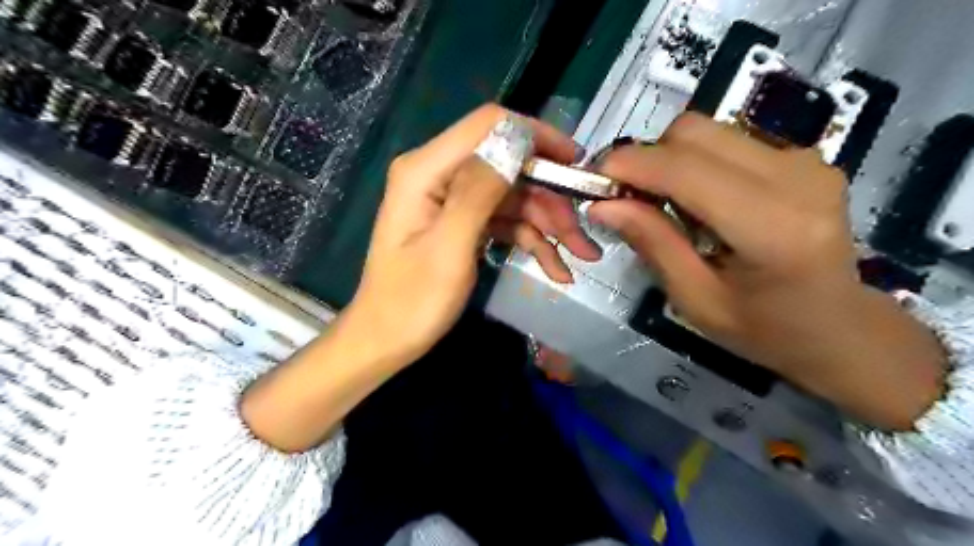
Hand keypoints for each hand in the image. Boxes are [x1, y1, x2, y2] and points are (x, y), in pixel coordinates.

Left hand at [244, 103, 580, 451]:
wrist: (387, 340)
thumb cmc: (411, 301)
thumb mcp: (449, 248)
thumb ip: (479, 191)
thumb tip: (517, 139)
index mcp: (426, 170)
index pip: (490, 126)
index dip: (537, 137)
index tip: (576, 164)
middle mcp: (440, 175)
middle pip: (509, 167)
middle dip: (550, 199)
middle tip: (583, 237)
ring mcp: (453, 200)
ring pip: (515, 197)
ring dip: (549, 225)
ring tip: (579, 258)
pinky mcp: (463, 222)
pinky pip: (506, 221)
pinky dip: (532, 241)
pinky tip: (556, 268)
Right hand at [590, 113, 947, 431]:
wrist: (841, 327)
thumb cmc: (765, 329)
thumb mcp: (696, 300)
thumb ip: (653, 244)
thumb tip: (602, 205)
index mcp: (773, 228)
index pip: (686, 169)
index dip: (630, 167)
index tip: (594, 184)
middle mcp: (796, 178)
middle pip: (692, 133)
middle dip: (646, 160)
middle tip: (628, 200)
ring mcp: (804, 160)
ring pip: (706, 131)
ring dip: (669, 162)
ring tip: (664, 207)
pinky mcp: (801, 156)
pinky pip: (725, 142)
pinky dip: (695, 164)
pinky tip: (699, 203)